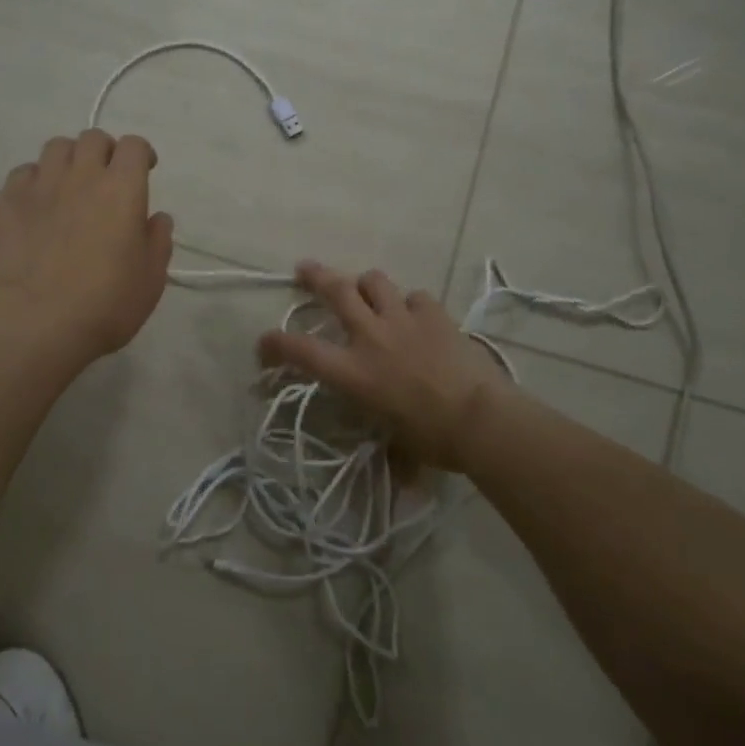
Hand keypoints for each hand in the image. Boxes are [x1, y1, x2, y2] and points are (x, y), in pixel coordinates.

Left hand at [0, 129, 173, 360]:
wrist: (37, 321)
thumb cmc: (106, 303)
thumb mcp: (151, 278)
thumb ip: (158, 240)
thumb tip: (156, 218)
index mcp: (122, 188)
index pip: (133, 145)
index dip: (140, 154)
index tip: (144, 170)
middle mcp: (81, 175)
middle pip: (92, 138)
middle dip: (104, 151)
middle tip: (106, 177)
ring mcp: (40, 185)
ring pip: (56, 147)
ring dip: (69, 159)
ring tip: (70, 185)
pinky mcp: (7, 201)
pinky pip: (23, 173)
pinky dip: (35, 180)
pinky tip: (38, 204)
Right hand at [257, 261, 513, 472]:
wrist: (480, 419)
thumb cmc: (433, 439)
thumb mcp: (395, 441)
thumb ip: (388, 442)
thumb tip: (401, 476)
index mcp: (353, 372)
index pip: (301, 351)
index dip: (276, 344)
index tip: (264, 342)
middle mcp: (371, 337)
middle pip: (335, 291)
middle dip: (315, 276)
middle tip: (304, 269)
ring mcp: (403, 320)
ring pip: (374, 281)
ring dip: (365, 284)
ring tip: (366, 290)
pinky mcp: (434, 315)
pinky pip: (414, 297)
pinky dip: (410, 304)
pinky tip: (416, 315)